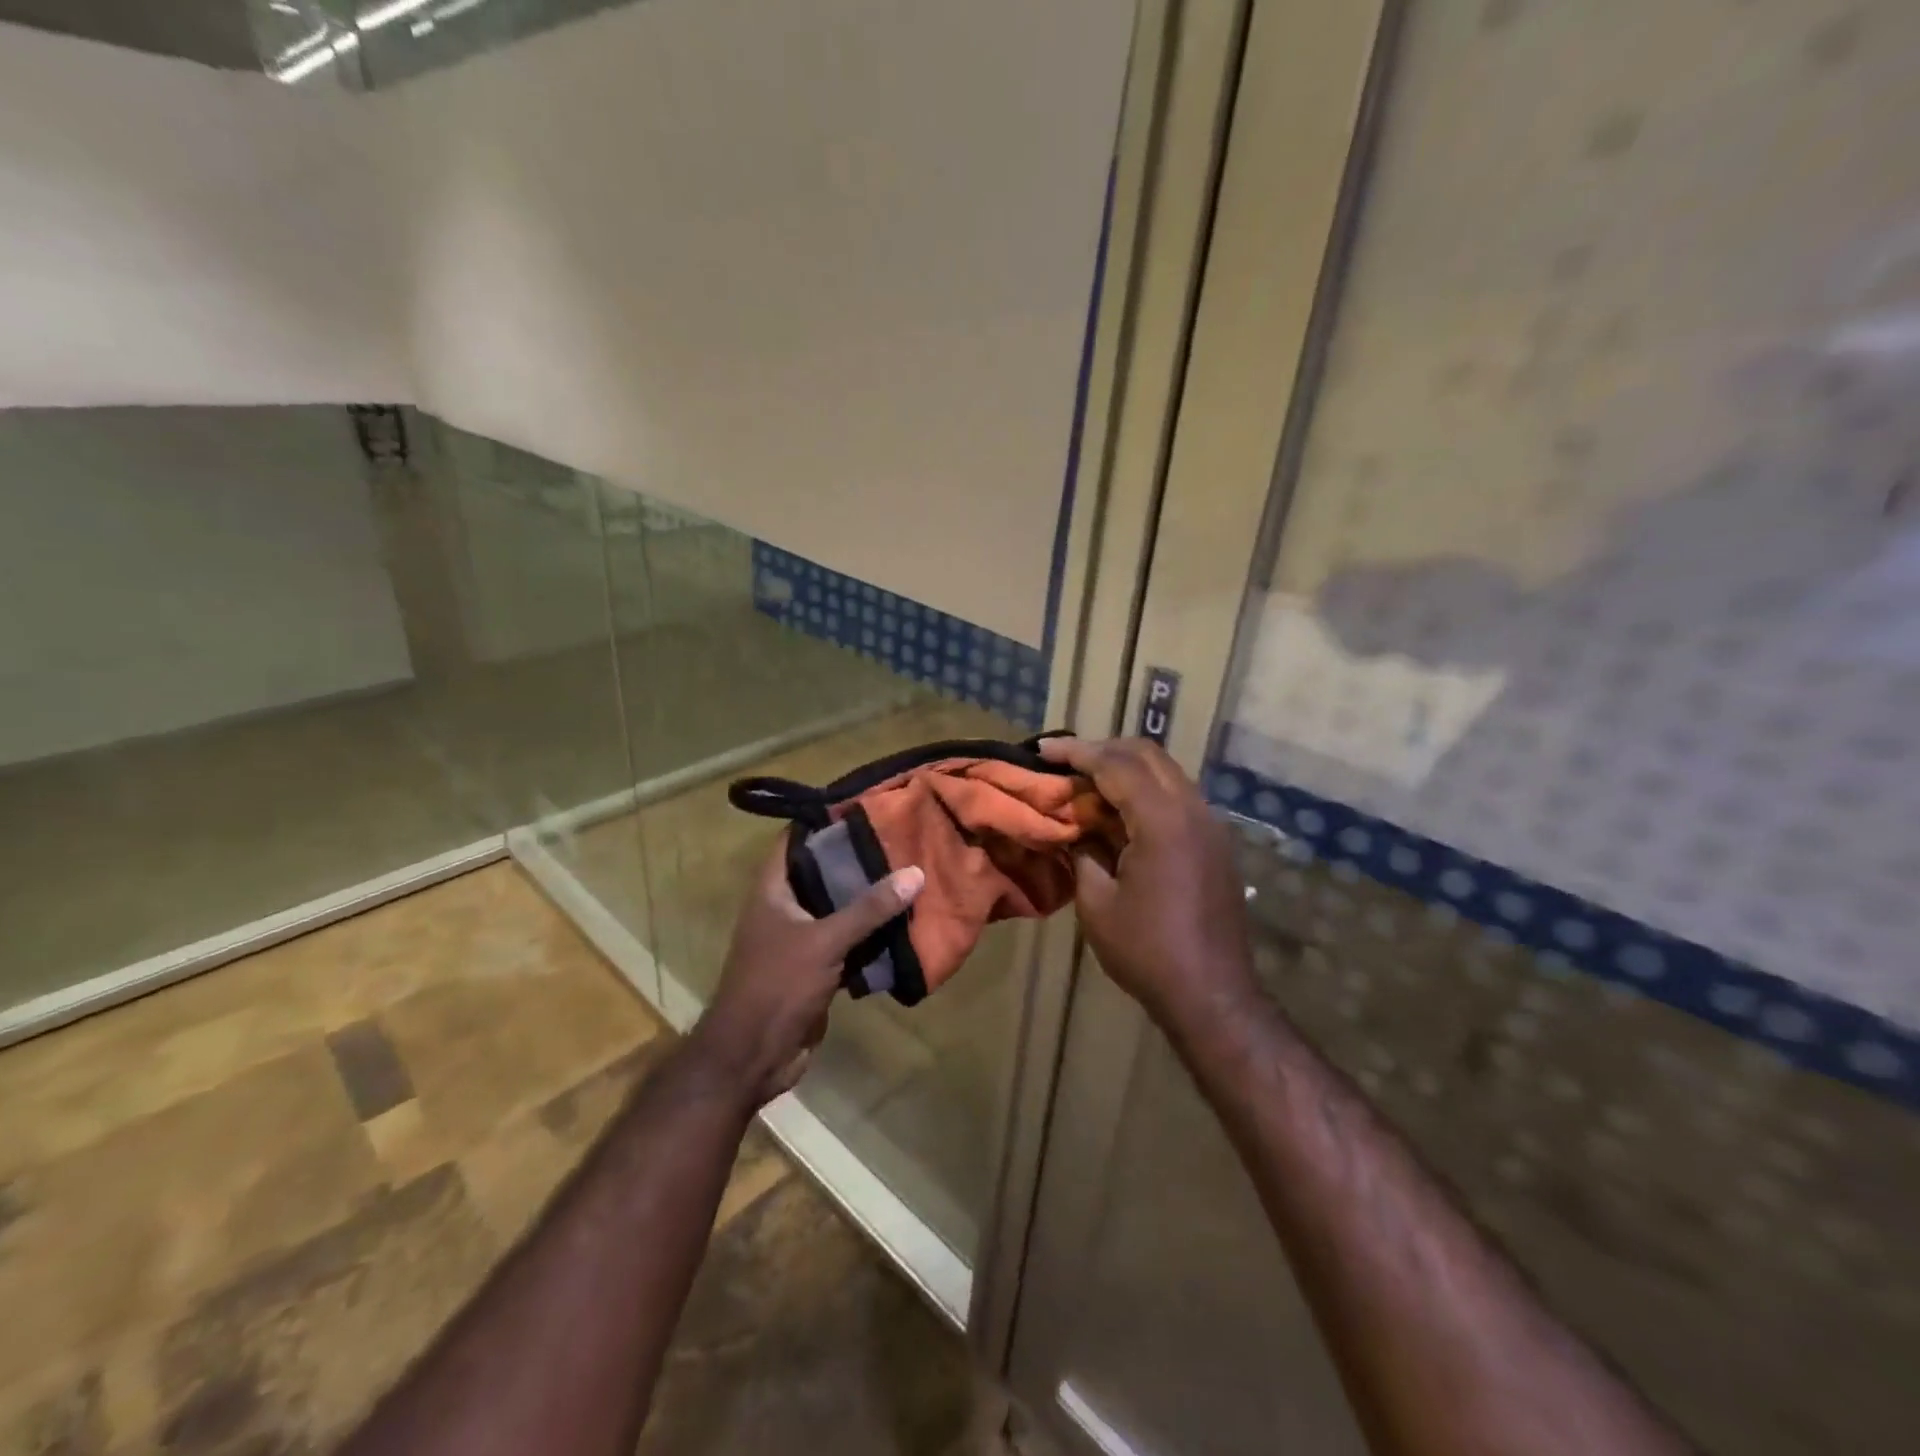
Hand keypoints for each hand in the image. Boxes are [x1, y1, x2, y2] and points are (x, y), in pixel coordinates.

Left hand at [691, 839, 924, 1105]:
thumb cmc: (778, 986)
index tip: (864, 805)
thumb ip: (869, 908)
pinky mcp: (816, 967)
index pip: (794, 840)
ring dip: (868, 898)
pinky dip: (871, 933)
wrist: (753, 1056)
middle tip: (899, 839)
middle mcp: (785, 908)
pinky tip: (903, 921)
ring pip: (838, 908)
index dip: (823, 820)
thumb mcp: (825, 941)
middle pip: (822, 872)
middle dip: (857, 859)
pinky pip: (848, 940)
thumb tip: (915, 872)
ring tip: (909, 872)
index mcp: (773, 890)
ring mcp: (800, 939)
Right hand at [1039, 736, 1258, 1031]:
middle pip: (1147, 755)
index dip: (1076, 752)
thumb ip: (1082, 852)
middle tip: (1065, 761)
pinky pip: (1177, 796)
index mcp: (1163, 821)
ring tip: (1087, 782)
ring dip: (1126, 769)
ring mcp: (1210, 825)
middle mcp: (1193, 810)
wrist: (1213, 994)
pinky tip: (1119, 812)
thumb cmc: (1147, 951)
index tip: (1043, 748)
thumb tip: (1073, 827)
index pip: (1116, 765)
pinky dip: (1145, 791)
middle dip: (1103, 750)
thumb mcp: (1097, 902)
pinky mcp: (1214, 842)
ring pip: (1166, 772)